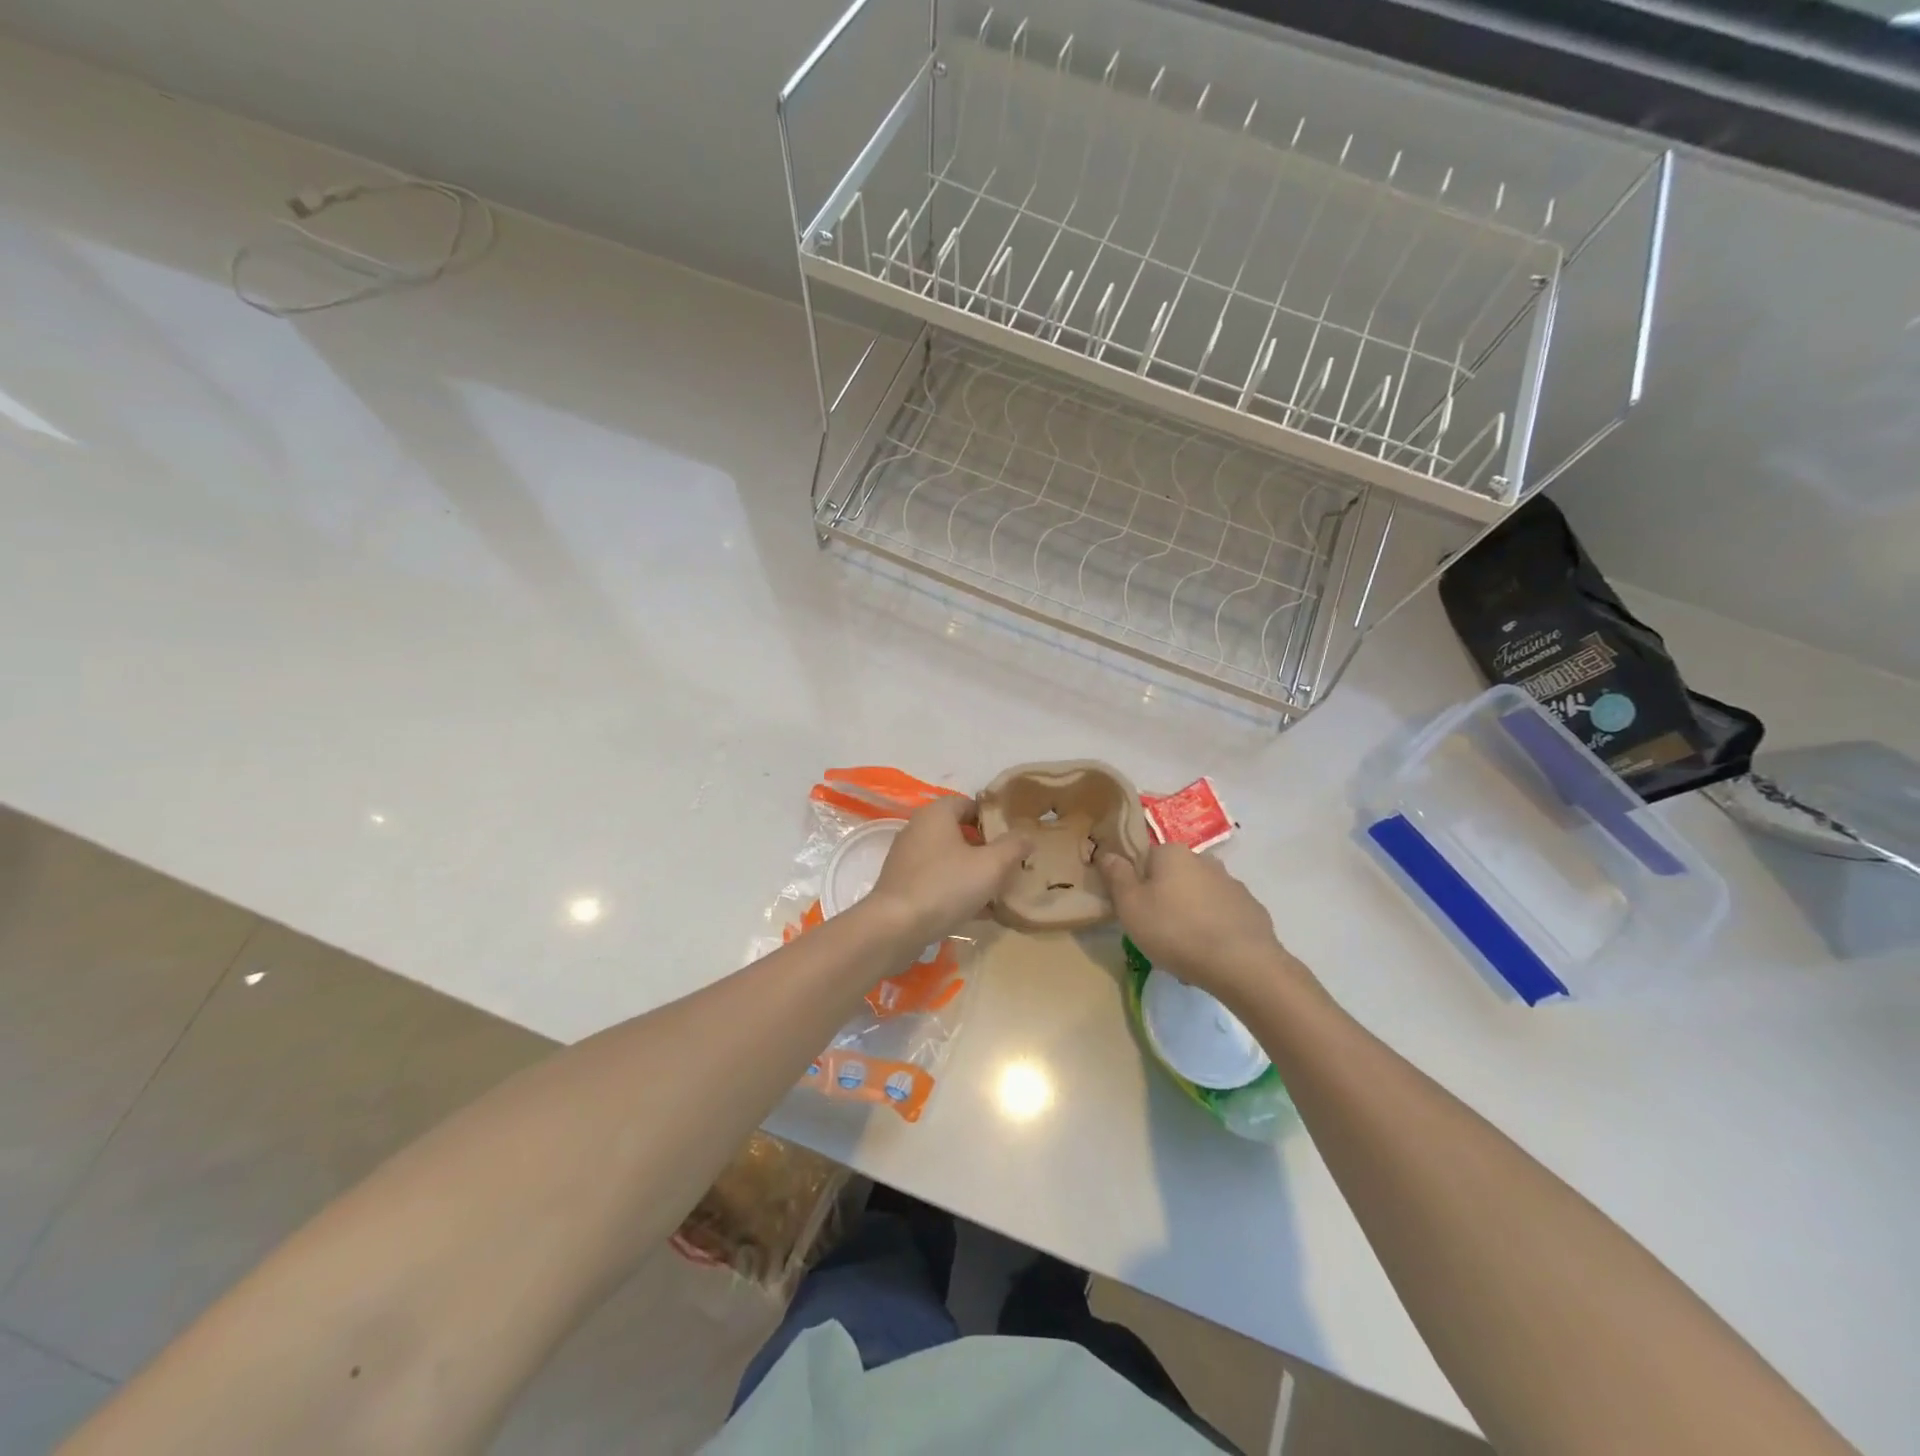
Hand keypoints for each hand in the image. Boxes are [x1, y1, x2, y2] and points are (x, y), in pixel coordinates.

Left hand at [866, 797, 1030, 944]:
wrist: (894, 927)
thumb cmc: (945, 886)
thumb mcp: (990, 866)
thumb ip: (1012, 846)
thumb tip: (1026, 834)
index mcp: (936, 814)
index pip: (967, 803)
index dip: (991, 816)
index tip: (1012, 835)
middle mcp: (917, 829)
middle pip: (957, 831)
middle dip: (983, 847)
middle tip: (1008, 864)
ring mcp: (906, 858)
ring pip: (947, 858)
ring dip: (970, 871)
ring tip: (996, 890)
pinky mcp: (901, 884)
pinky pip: (935, 879)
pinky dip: (954, 889)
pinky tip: (975, 911)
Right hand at [1098, 844, 1306, 1007]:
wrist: (1242, 964)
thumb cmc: (1175, 930)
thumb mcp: (1130, 906)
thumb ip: (1116, 876)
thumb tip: (1106, 853)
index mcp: (1172, 853)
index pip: (1145, 860)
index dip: (1137, 886)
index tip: (1136, 912)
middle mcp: (1204, 860)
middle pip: (1174, 877)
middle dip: (1165, 900)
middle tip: (1158, 933)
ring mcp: (1233, 885)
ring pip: (1199, 898)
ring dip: (1190, 916)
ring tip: (1185, 951)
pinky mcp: (1252, 910)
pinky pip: (1223, 916)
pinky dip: (1214, 930)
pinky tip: (1210, 955)